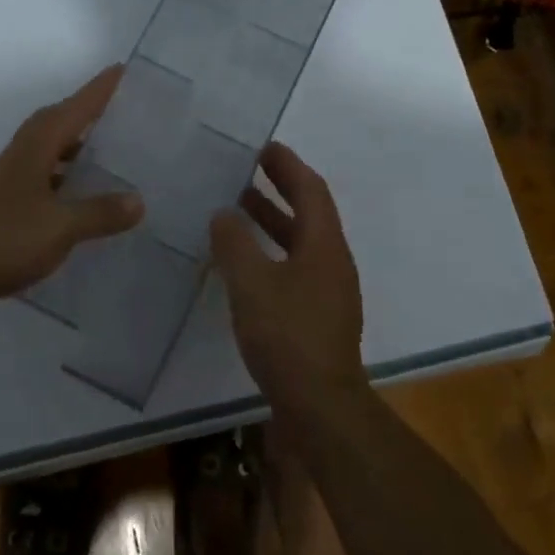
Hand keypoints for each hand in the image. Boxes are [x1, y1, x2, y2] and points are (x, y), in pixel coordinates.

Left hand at [0, 66, 142, 319]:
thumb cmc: (2, 240)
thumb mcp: (60, 227)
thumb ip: (100, 212)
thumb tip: (139, 200)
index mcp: (36, 147)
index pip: (75, 108)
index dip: (99, 90)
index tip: (122, 69)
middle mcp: (22, 154)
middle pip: (59, 122)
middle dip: (88, 112)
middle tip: (121, 109)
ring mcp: (10, 180)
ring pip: (49, 150)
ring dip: (76, 146)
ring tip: (108, 151)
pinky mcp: (4, 205)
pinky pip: (44, 177)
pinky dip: (65, 177)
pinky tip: (79, 195)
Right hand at [210, 142, 367, 419]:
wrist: (320, 408)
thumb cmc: (288, 336)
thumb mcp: (252, 284)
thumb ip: (234, 243)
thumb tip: (223, 213)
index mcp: (324, 245)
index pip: (310, 190)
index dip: (288, 165)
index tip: (264, 146)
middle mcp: (331, 262)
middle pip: (308, 212)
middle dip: (280, 187)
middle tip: (248, 168)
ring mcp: (326, 292)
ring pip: (299, 242)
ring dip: (272, 220)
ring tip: (237, 207)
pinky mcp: (315, 317)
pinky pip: (293, 268)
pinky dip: (269, 252)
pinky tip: (242, 263)